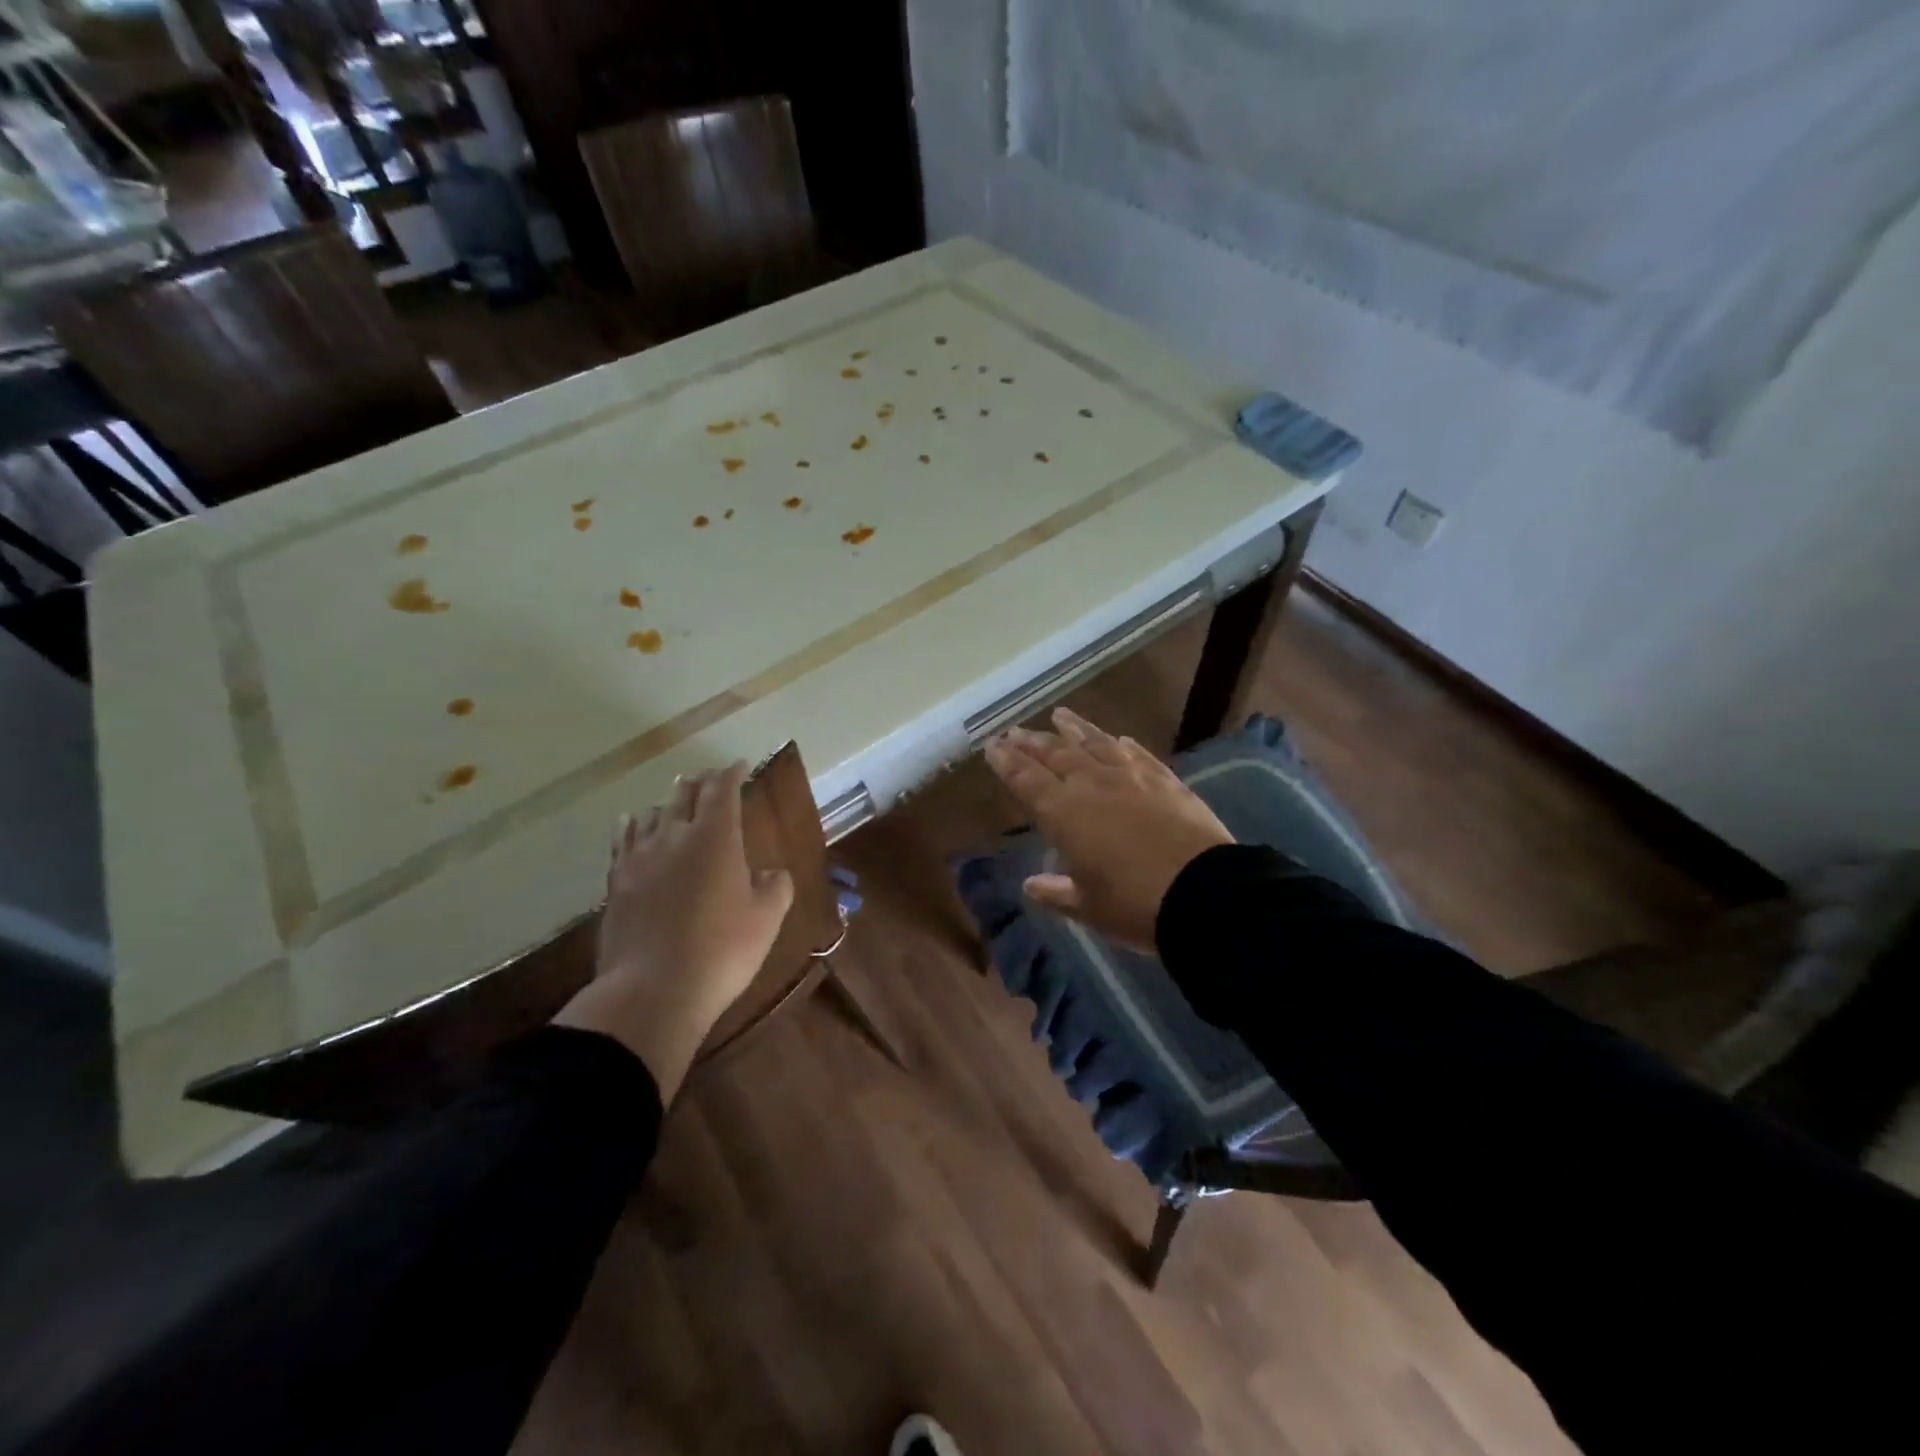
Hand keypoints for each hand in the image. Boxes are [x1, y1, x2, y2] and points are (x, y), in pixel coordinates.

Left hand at [554, 762, 793, 1099]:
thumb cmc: (721, 951)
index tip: (740, 765)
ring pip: (651, 813)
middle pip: (684, 794)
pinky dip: (633, 824)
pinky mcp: (616, 882)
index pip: (722, 790)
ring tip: (675, 802)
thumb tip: (772, 873)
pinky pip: (623, 839)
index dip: (732, 773)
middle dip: (701, 781)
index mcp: (716, 838)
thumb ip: (775, 888)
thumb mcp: (766, 920)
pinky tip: (632, 823)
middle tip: (711, 778)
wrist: (652, 991)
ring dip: (668, 802)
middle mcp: (675, 836)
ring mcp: (639, 858)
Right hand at [984, 707, 1232, 949]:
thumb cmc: (1134, 905)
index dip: (1007, 762)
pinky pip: (1137, 754)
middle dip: (1032, 742)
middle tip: (1015, 731)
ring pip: (1095, 743)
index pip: (1027, 779)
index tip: (993, 746)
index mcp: (1065, 813)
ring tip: (1059, 715)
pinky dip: (1121, 744)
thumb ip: (1056, 892)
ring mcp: (1131, 777)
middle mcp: (1093, 785)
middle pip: (1056, 754)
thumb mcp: (1088, 907)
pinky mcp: (1165, 780)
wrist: (1204, 893)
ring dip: (1074, 728)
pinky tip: (1117, 738)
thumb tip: (1031, 885)